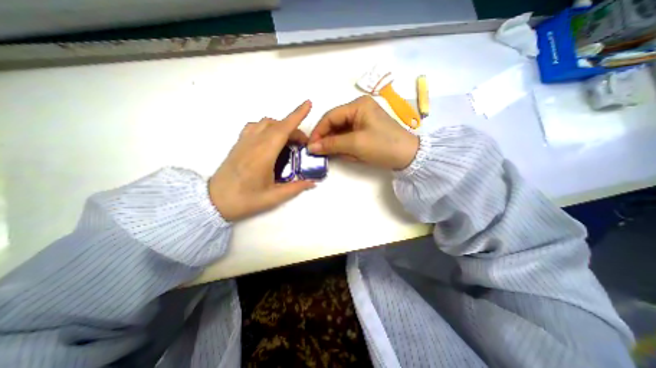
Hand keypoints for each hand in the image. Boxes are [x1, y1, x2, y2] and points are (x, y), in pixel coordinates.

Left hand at [208, 100, 314, 220]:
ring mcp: (244, 141)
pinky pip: (255, 126)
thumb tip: (313, 183)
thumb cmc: (244, 200)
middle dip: (294, 129)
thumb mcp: (273, 198)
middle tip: (303, 145)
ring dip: (281, 126)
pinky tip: (271, 139)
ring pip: (265, 122)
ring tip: (288, 141)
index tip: (308, 104)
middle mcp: (253, 143)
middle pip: (277, 125)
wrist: (214, 201)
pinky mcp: (239, 143)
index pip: (282, 129)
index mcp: (263, 154)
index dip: (296, 115)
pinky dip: (267, 126)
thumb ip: (295, 188)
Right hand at [310, 94, 419, 169]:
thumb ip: (331, 144)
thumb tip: (311, 147)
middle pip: (335, 124)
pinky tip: (350, 155)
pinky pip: (349, 137)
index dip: (319, 131)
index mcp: (357, 105)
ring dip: (339, 145)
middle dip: (329, 139)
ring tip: (340, 155)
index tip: (310, 146)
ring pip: (341, 132)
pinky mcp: (366, 130)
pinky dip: (347, 147)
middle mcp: (359, 109)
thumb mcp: (355, 144)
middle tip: (321, 153)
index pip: (330, 116)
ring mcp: (363, 120)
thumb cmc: (382, 146)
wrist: (409, 156)